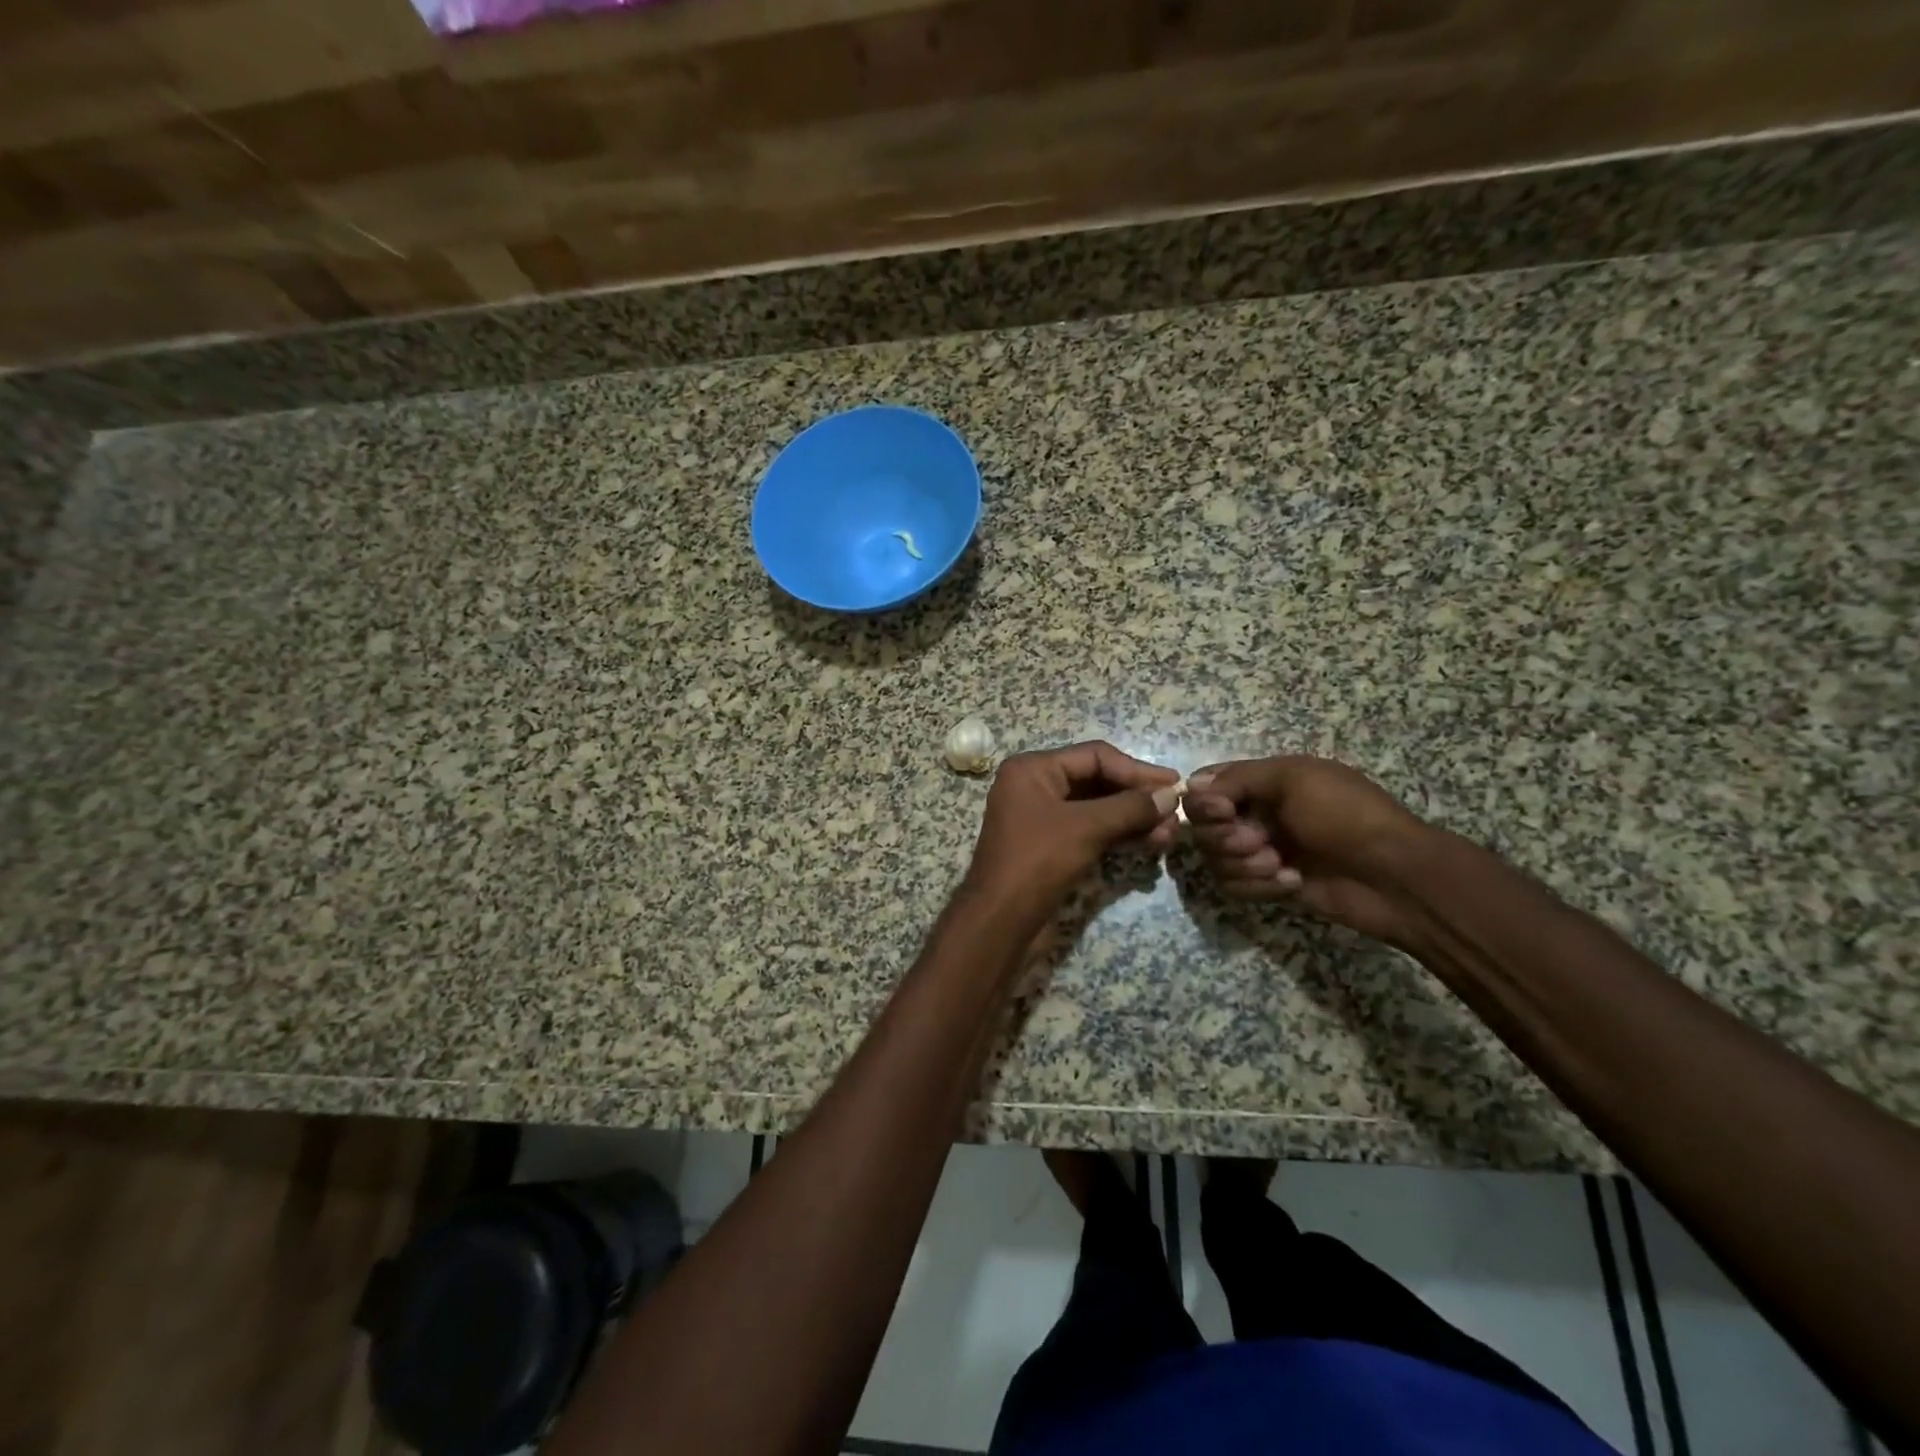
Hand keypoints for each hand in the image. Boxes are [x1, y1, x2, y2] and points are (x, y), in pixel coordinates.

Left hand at [965, 742, 1182, 913]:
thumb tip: (1171, 794)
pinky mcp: (1050, 847)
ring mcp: (1041, 819)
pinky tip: (1150, 843)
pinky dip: (1119, 835)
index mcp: (1032, 769)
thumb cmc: (1037, 861)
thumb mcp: (1086, 828)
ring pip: (1097, 809)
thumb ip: (1130, 808)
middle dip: (1137, 798)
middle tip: (1176, 813)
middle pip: (1097, 781)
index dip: (1136, 770)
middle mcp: (1035, 787)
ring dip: (1133, 819)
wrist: (1000, 921)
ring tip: (1170, 833)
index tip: (1174, 784)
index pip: (1094, 756)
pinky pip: (1090, 831)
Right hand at [1184, 755, 1431, 946]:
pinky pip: (1234, 886)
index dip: (1203, 802)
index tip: (1223, 811)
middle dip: (1224, 837)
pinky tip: (1293, 882)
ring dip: (1244, 864)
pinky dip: (1259, 886)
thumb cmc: (1346, 815)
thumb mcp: (1294, 778)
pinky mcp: (1268, 885)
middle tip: (1258, 841)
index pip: (1205, 787)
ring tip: (1280, 865)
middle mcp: (1255, 814)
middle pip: (1203, 827)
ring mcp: (1260, 851)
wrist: (1393, 875)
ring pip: (1215, 859)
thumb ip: (1237, 779)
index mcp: (1263, 781)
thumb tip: (1189, 787)